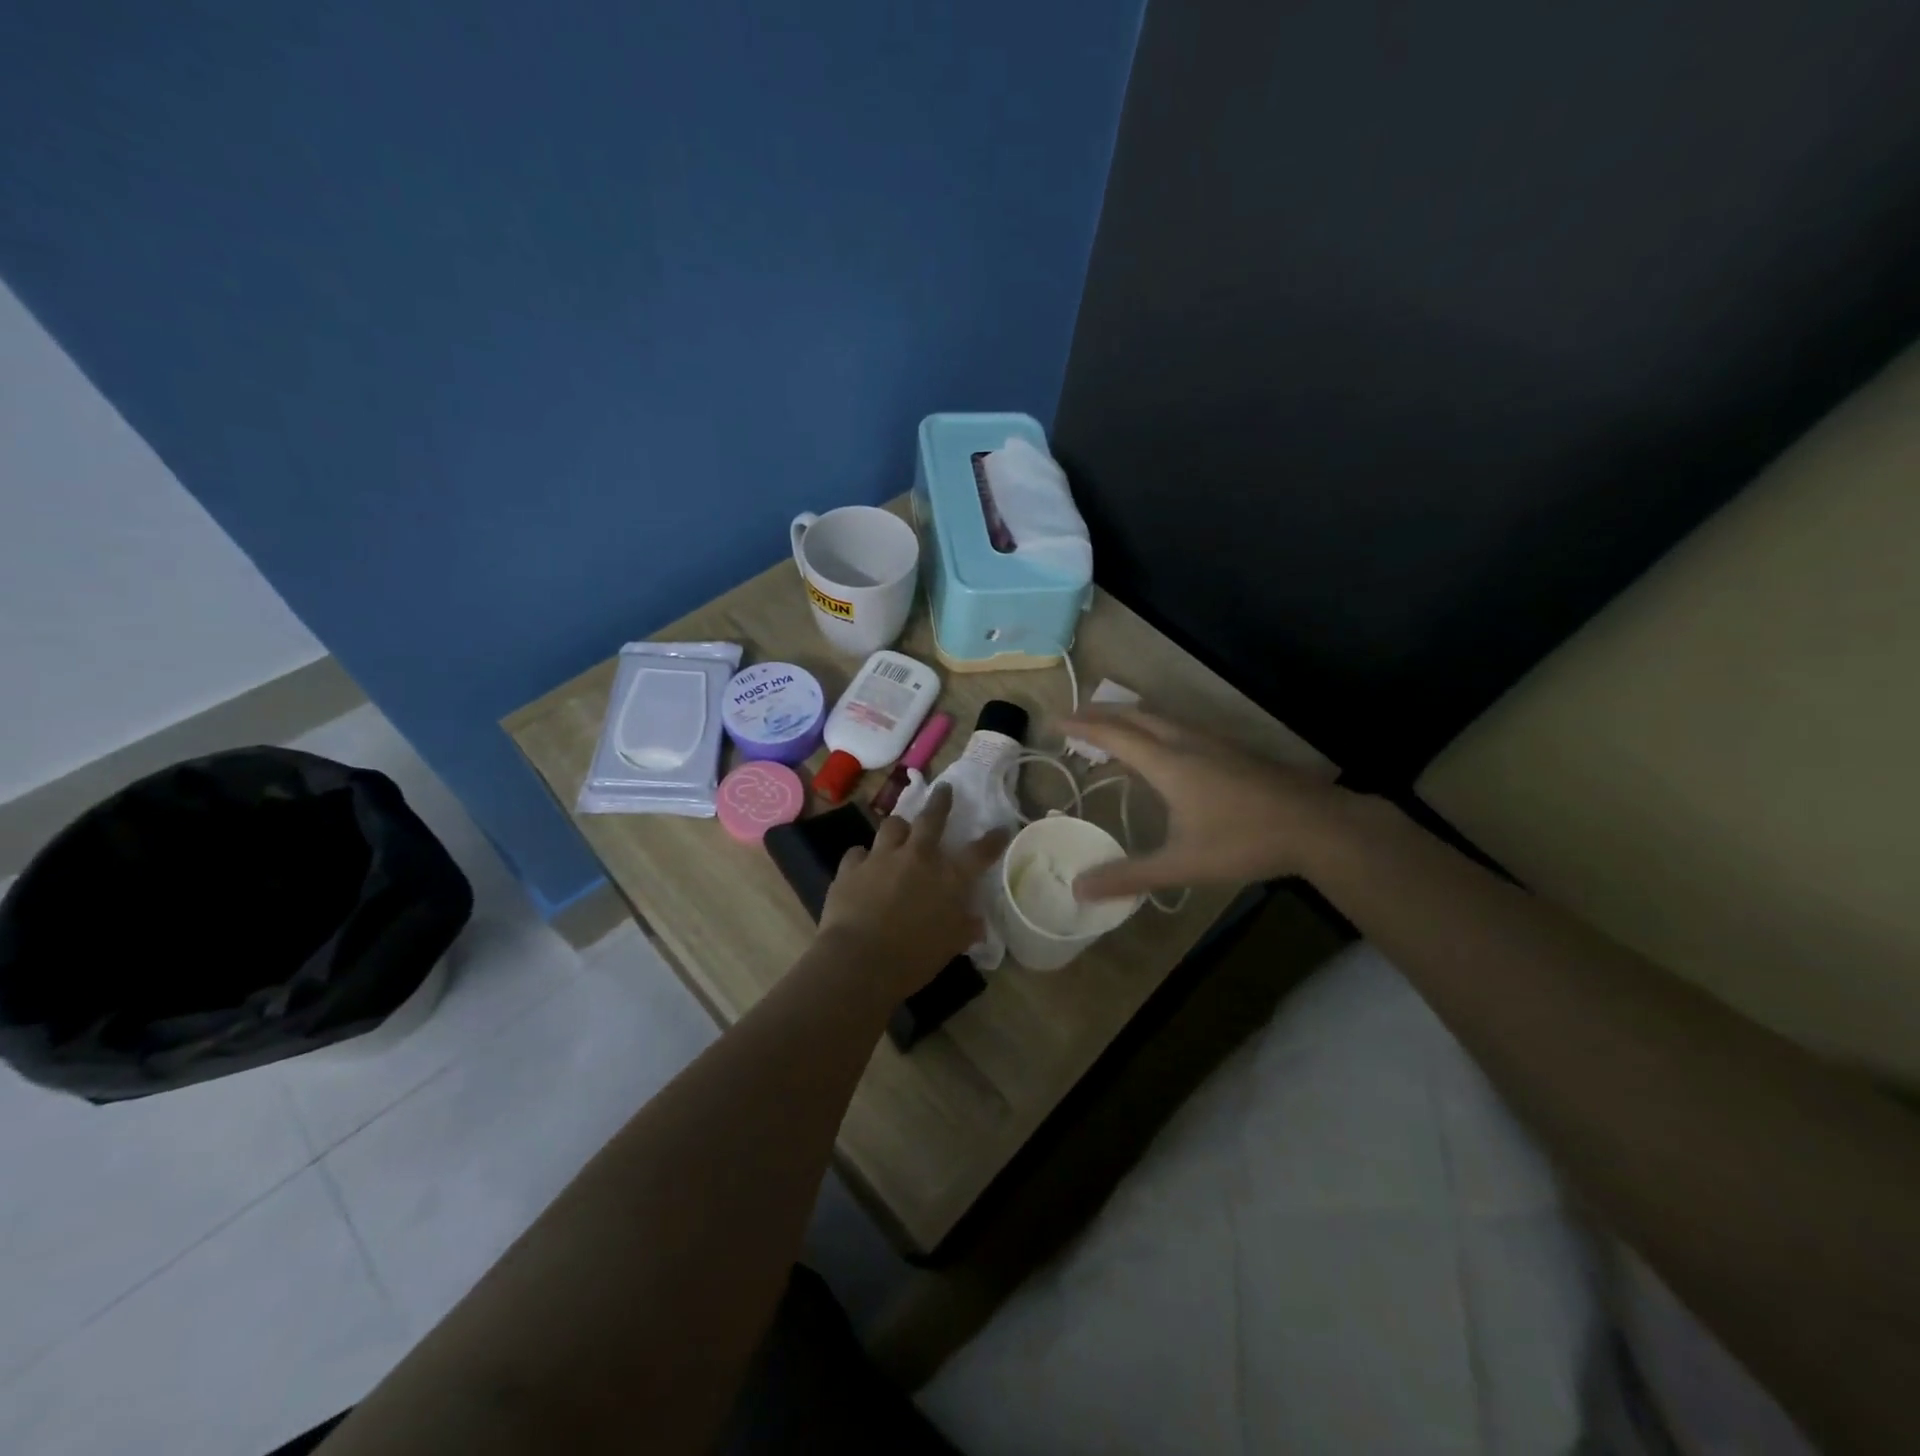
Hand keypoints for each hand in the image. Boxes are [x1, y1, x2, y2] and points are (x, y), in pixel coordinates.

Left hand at [818, 784, 1009, 994]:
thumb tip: (976, 921)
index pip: (978, 853)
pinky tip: (862, 865)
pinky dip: (863, 857)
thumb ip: (965, 928)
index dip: (992, 840)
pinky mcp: (850, 868)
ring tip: (900, 830)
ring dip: (899, 827)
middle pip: (931, 819)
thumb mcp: (950, 947)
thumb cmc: (913, 958)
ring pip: (892, 826)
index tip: (1001, 828)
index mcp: (948, 878)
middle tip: (944, 789)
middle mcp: (917, 858)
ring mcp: (881, 858)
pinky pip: (857, 853)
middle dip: (940, 802)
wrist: (859, 961)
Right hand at [1063, 707, 1349, 900]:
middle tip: (1076, 717)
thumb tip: (1079, 888)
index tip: (1056, 720)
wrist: (1318, 825)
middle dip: (1102, 713)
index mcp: (1168, 763)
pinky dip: (1155, 726)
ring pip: (1161, 717)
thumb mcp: (1181, 865)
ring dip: (1130, 717)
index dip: (1083, 726)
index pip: (1114, 735)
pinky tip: (1164, 746)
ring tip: (1112, 727)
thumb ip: (1129, 876)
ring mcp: (1213, 742)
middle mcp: (1186, 742)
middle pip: (1136, 715)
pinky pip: (1179, 726)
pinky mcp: (1232, 749)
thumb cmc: (1244, 841)